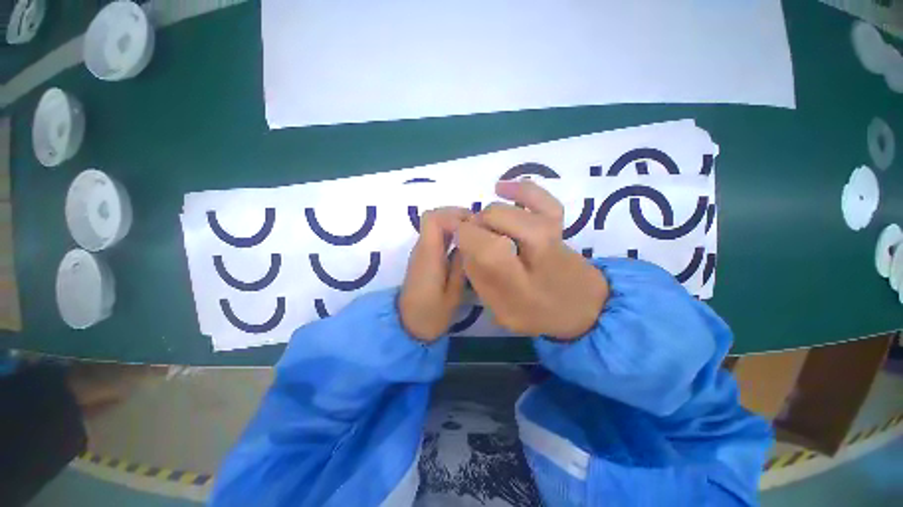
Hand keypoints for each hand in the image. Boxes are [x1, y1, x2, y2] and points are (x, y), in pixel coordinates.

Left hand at [400, 207, 470, 341]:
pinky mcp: (423, 257)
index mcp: (428, 255)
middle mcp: (421, 248)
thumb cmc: (431, 315)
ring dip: (454, 223)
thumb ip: (461, 266)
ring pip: (434, 224)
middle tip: (478, 226)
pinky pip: (435, 235)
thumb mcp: (453, 294)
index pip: (433, 219)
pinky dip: (450, 233)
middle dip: (457, 215)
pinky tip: (464, 244)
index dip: (454, 215)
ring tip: (474, 233)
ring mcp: (420, 252)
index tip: (474, 225)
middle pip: (433, 216)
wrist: (407, 326)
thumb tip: (468, 243)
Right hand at [457, 180, 608, 340]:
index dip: (463, 237)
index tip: (460, 244)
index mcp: (517, 281)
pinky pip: (538, 198)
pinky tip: (500, 188)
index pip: (479, 242)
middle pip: (492, 219)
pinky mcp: (557, 223)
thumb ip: (479, 276)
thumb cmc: (538, 312)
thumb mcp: (500, 308)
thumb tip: (464, 241)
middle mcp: (535, 250)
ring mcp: (549, 232)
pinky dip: (519, 190)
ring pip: (506, 210)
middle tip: (475, 244)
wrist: (583, 307)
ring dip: (488, 216)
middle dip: (475, 227)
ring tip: (485, 228)